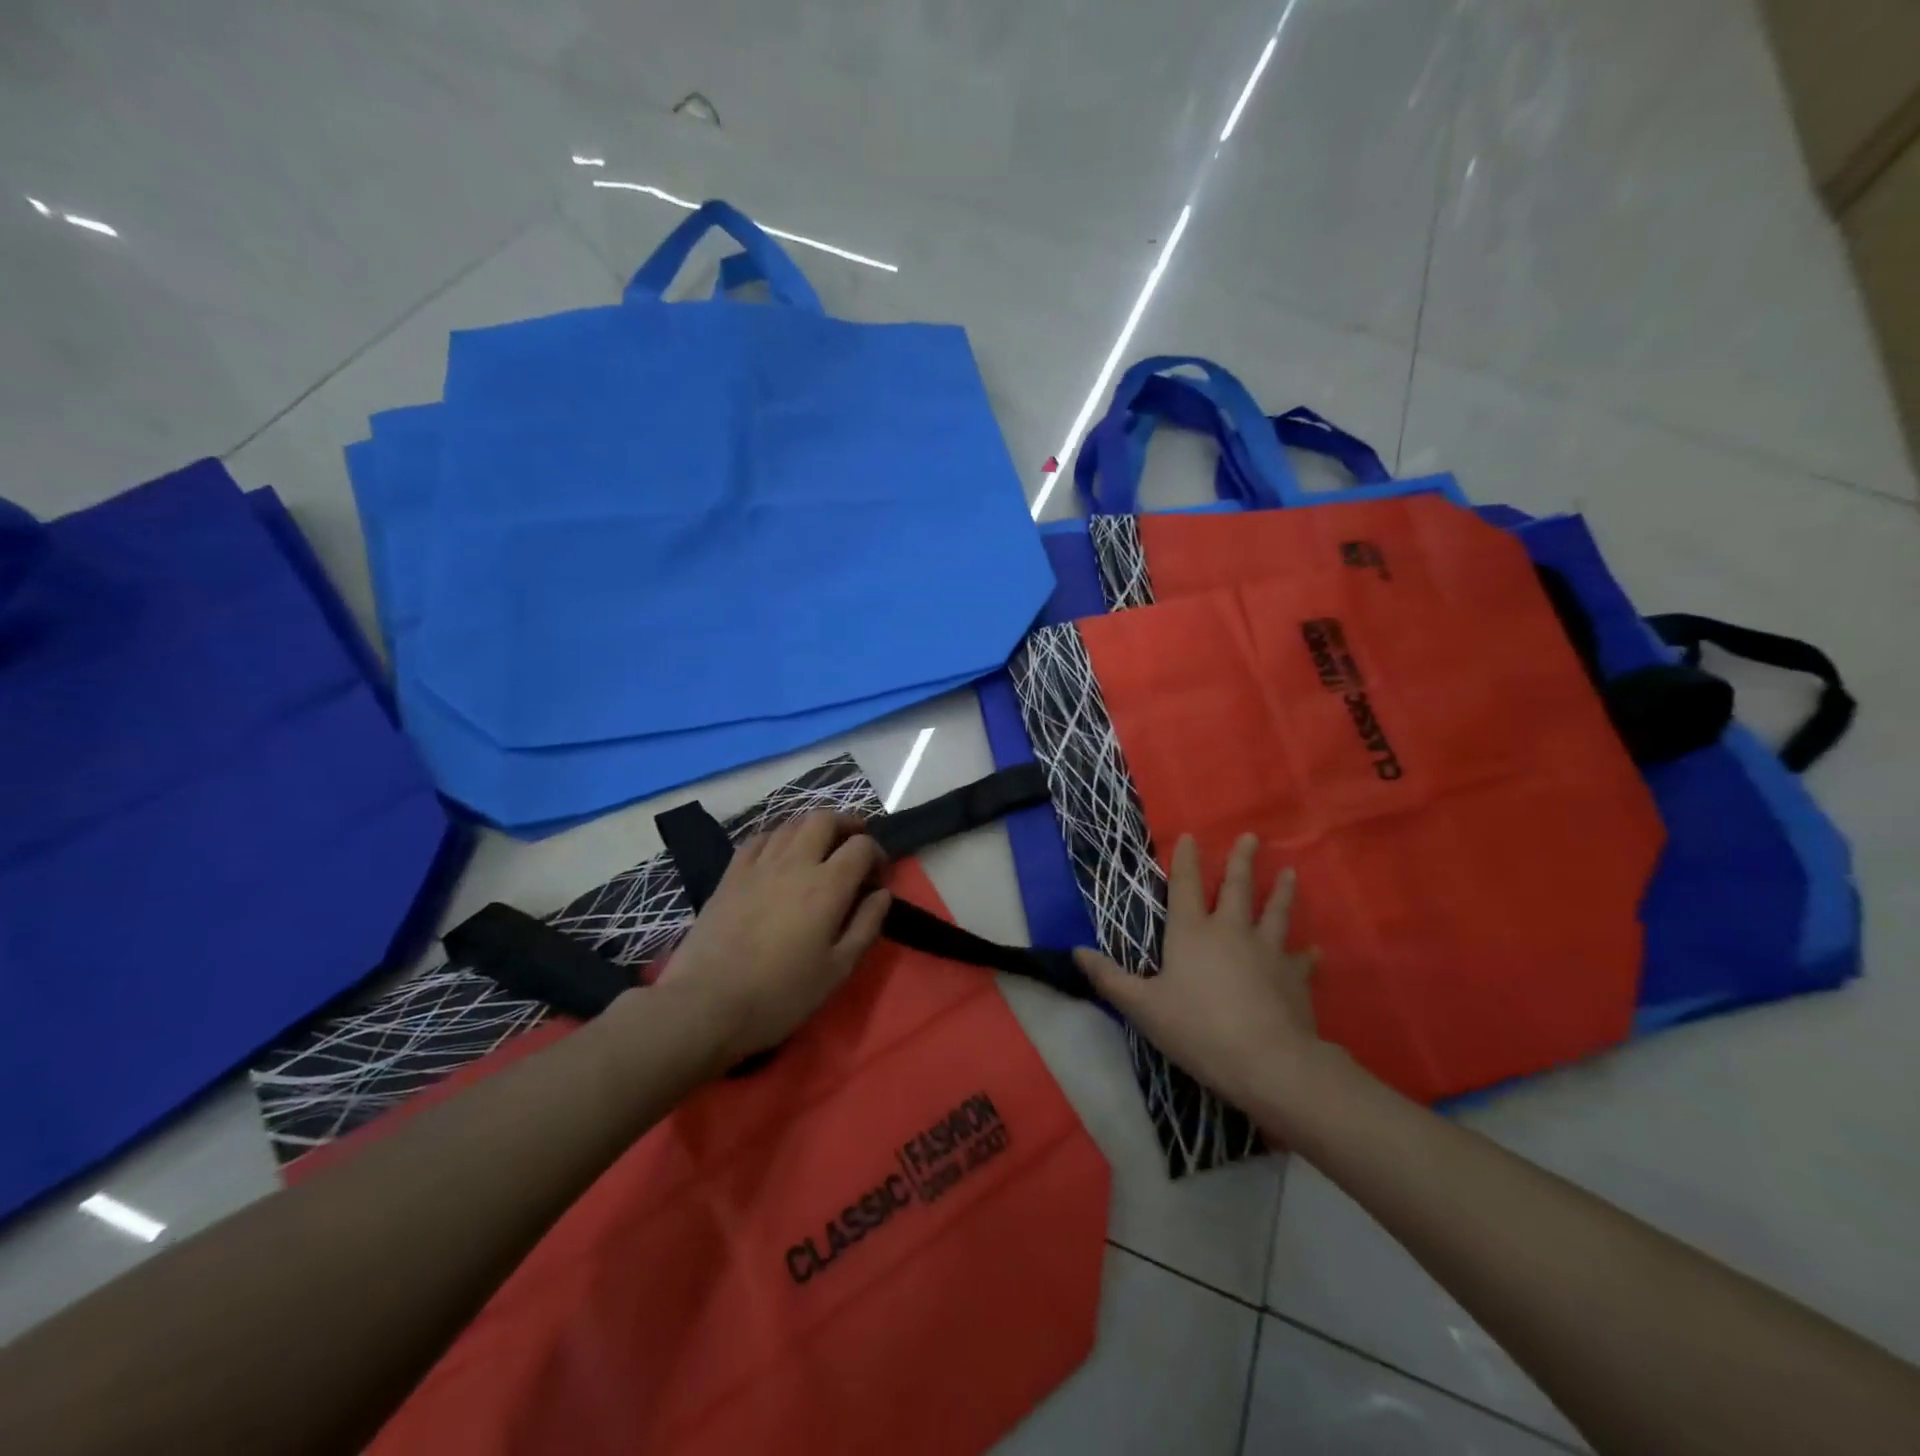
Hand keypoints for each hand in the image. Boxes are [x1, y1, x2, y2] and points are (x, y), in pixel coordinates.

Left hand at [659, 812, 891, 1063]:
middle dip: (847, 825)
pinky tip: (779, 854)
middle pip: (825, 819)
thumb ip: (866, 926)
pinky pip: (759, 839)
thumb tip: (882, 894)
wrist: (706, 1004)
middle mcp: (795, 863)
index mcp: (827, 886)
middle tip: (854, 844)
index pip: (862, 847)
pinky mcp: (731, 874)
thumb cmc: (780, 994)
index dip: (878, 854)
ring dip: (813, 828)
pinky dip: (778, 837)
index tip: (878, 877)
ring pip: (791, 824)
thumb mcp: (837, 970)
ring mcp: (758, 865)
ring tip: (820, 847)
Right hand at [1074, 833, 1323, 1112]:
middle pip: (1236, 888)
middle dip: (1241, 861)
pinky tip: (1314, 949)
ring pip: (1275, 912)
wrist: (1267, 1061)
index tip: (1192, 836)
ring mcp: (1267, 951)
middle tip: (1251, 837)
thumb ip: (1109, 978)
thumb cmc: (1198, 1029)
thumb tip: (1076, 951)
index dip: (1186, 861)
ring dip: (1281, 892)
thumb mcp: (1142, 1007)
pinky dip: (1307, 953)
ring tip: (1289, 872)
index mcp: (1191, 933)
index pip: (1184, 886)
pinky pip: (1302, 959)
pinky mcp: (1295, 976)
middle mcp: (1230, 931)